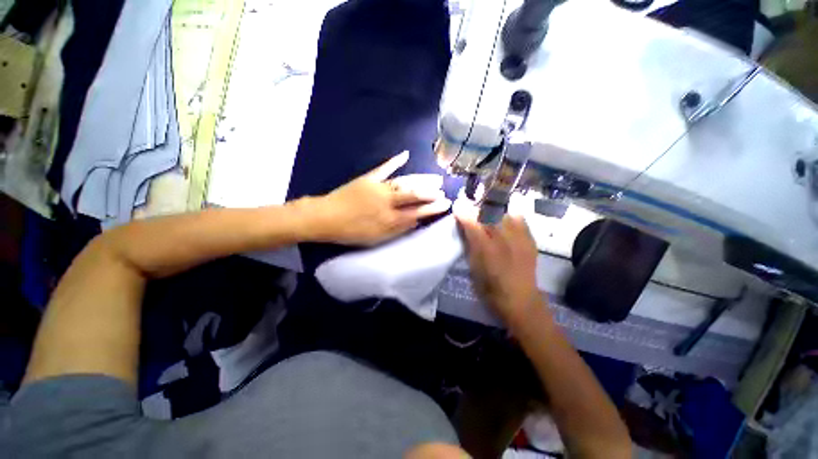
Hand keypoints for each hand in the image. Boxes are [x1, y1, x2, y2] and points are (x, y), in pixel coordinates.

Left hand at [307, 151, 451, 245]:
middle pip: (414, 194)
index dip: (433, 208)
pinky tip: (405, 154)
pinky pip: (384, 168)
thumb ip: (398, 229)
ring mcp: (378, 187)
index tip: (446, 204)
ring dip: (421, 179)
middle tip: (443, 190)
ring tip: (434, 178)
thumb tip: (416, 220)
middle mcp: (388, 201)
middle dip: (431, 192)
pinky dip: (395, 161)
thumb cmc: (352, 232)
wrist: (326, 218)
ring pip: (404, 182)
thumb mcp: (377, 238)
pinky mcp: (369, 178)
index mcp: (390, 218)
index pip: (417, 212)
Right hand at [456, 207, 541, 325]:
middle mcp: (503, 239)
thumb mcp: (473, 266)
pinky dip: (510, 217)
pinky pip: (519, 219)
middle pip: (489, 213)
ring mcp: (519, 238)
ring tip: (490, 214)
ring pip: (505, 213)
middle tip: (473, 210)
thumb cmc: (490, 286)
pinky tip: (506, 223)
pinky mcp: (530, 239)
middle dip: (479, 208)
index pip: (471, 223)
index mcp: (485, 248)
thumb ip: (469, 244)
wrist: (520, 299)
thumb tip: (464, 226)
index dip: (463, 212)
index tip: (458, 206)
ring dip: (495, 211)